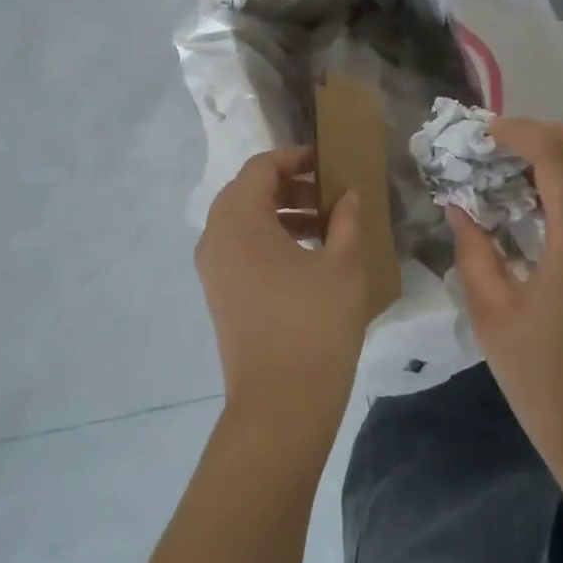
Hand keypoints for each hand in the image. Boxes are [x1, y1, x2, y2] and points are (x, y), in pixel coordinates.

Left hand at [196, 148, 367, 443]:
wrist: (281, 404)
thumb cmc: (314, 324)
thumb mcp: (343, 264)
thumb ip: (347, 219)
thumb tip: (349, 195)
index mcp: (238, 220)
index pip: (261, 168)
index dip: (295, 157)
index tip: (329, 163)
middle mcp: (215, 238)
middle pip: (249, 192)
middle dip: (291, 186)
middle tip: (332, 193)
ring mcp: (213, 270)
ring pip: (245, 222)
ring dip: (283, 214)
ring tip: (327, 224)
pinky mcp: (220, 295)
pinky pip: (243, 249)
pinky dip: (272, 240)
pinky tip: (310, 256)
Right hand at [448, 119, 562, 474]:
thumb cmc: (543, 380)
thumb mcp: (492, 314)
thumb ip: (473, 251)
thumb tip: (460, 207)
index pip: (561, 159)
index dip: (522, 133)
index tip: (486, 132)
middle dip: (560, 133)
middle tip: (513, 145)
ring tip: (522, 170)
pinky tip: (542, 206)